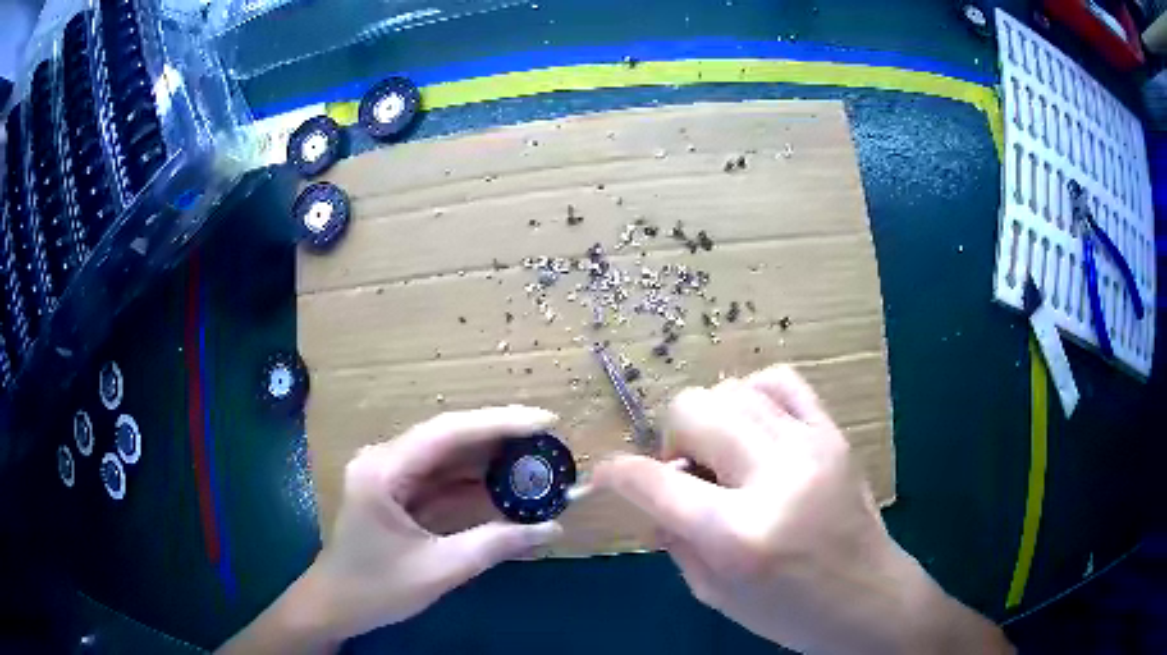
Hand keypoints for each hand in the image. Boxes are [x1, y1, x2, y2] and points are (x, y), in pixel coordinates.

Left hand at [219, 406, 563, 653]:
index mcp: (383, 470)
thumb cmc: (376, 588)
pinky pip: (441, 479)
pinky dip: (474, 482)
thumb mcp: (439, 570)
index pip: (448, 433)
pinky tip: (505, 485)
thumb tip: (552, 529)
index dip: (500, 423)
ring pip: (447, 456)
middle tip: (549, 439)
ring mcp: (389, 475)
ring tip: (536, 460)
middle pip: (448, 437)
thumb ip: (495, 545)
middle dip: (500, 438)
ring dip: (489, 459)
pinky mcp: (397, 492)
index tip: (546, 421)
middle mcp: (384, 460)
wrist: (335, 605)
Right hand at [593, 366, 1010, 654]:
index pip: (655, 482)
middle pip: (694, 411)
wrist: (869, 598)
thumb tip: (648, 496)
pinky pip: (781, 381)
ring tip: (722, 454)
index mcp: (737, 535)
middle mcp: (772, 479)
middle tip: (684, 472)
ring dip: (710, 420)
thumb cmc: (789, 612)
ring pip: (732, 390)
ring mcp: (809, 447)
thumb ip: (673, 539)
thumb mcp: (714, 593)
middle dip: (671, 438)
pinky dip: (753, 394)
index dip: (618, 473)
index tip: (607, 474)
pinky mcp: (833, 434)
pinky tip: (753, 425)